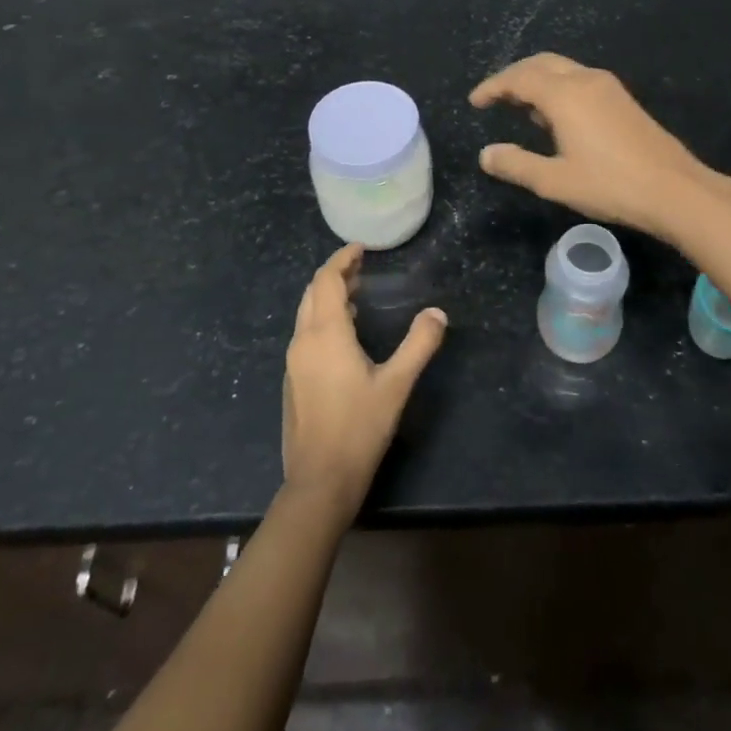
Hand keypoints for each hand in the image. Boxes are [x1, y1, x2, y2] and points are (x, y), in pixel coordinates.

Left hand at [282, 244, 446, 517]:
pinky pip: (305, 333)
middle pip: (313, 292)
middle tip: (361, 266)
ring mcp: (294, 362)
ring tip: (357, 294)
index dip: (342, 260)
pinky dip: (322, 319)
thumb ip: (419, 345)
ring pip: (306, 313)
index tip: (361, 248)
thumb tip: (437, 313)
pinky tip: (344, 335)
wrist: (319, 482)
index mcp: (325, 334)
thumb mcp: (396, 385)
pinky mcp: (293, 380)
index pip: (327, 280)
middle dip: (335, 274)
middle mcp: (303, 340)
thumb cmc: (359, 428)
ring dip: (328, 297)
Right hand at [470, 53, 730, 243]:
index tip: (475, 102)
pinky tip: (557, 118)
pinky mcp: (623, 99)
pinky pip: (580, 81)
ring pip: (562, 70)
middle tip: (494, 97)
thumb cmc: (610, 185)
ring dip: (537, 81)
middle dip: (514, 76)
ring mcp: (608, 87)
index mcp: (565, 95)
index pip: (519, 78)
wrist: (675, 190)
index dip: (493, 87)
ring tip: (521, 109)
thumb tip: (485, 154)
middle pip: (541, 64)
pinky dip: (558, 89)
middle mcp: (585, 80)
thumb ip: (517, 165)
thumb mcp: (555, 181)